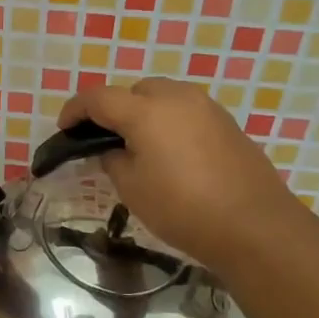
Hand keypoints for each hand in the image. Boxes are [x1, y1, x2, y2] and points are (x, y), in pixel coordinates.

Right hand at [57, 78, 297, 270]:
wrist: (254, 225)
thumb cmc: (183, 208)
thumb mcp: (132, 189)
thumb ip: (113, 160)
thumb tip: (114, 150)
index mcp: (146, 110)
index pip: (98, 98)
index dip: (75, 110)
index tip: (64, 128)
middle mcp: (177, 97)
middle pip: (133, 91)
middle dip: (113, 109)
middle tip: (104, 140)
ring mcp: (206, 107)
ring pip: (163, 97)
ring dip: (144, 113)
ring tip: (138, 146)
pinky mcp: (227, 123)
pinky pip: (186, 112)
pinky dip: (169, 122)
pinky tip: (171, 153)